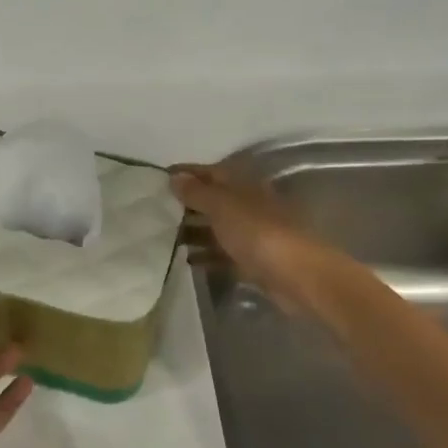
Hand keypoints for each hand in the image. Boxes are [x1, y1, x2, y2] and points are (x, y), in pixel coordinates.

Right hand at [173, 162, 346, 315]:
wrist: (296, 275)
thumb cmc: (257, 232)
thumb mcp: (222, 205)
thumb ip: (197, 192)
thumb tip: (175, 177)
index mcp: (243, 185)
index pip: (209, 172)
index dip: (185, 174)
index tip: (156, 179)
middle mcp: (246, 205)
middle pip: (212, 200)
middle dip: (184, 205)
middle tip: (152, 211)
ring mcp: (250, 234)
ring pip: (215, 228)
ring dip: (191, 231)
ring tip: (160, 237)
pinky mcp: (250, 261)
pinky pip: (221, 254)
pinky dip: (203, 255)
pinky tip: (183, 259)